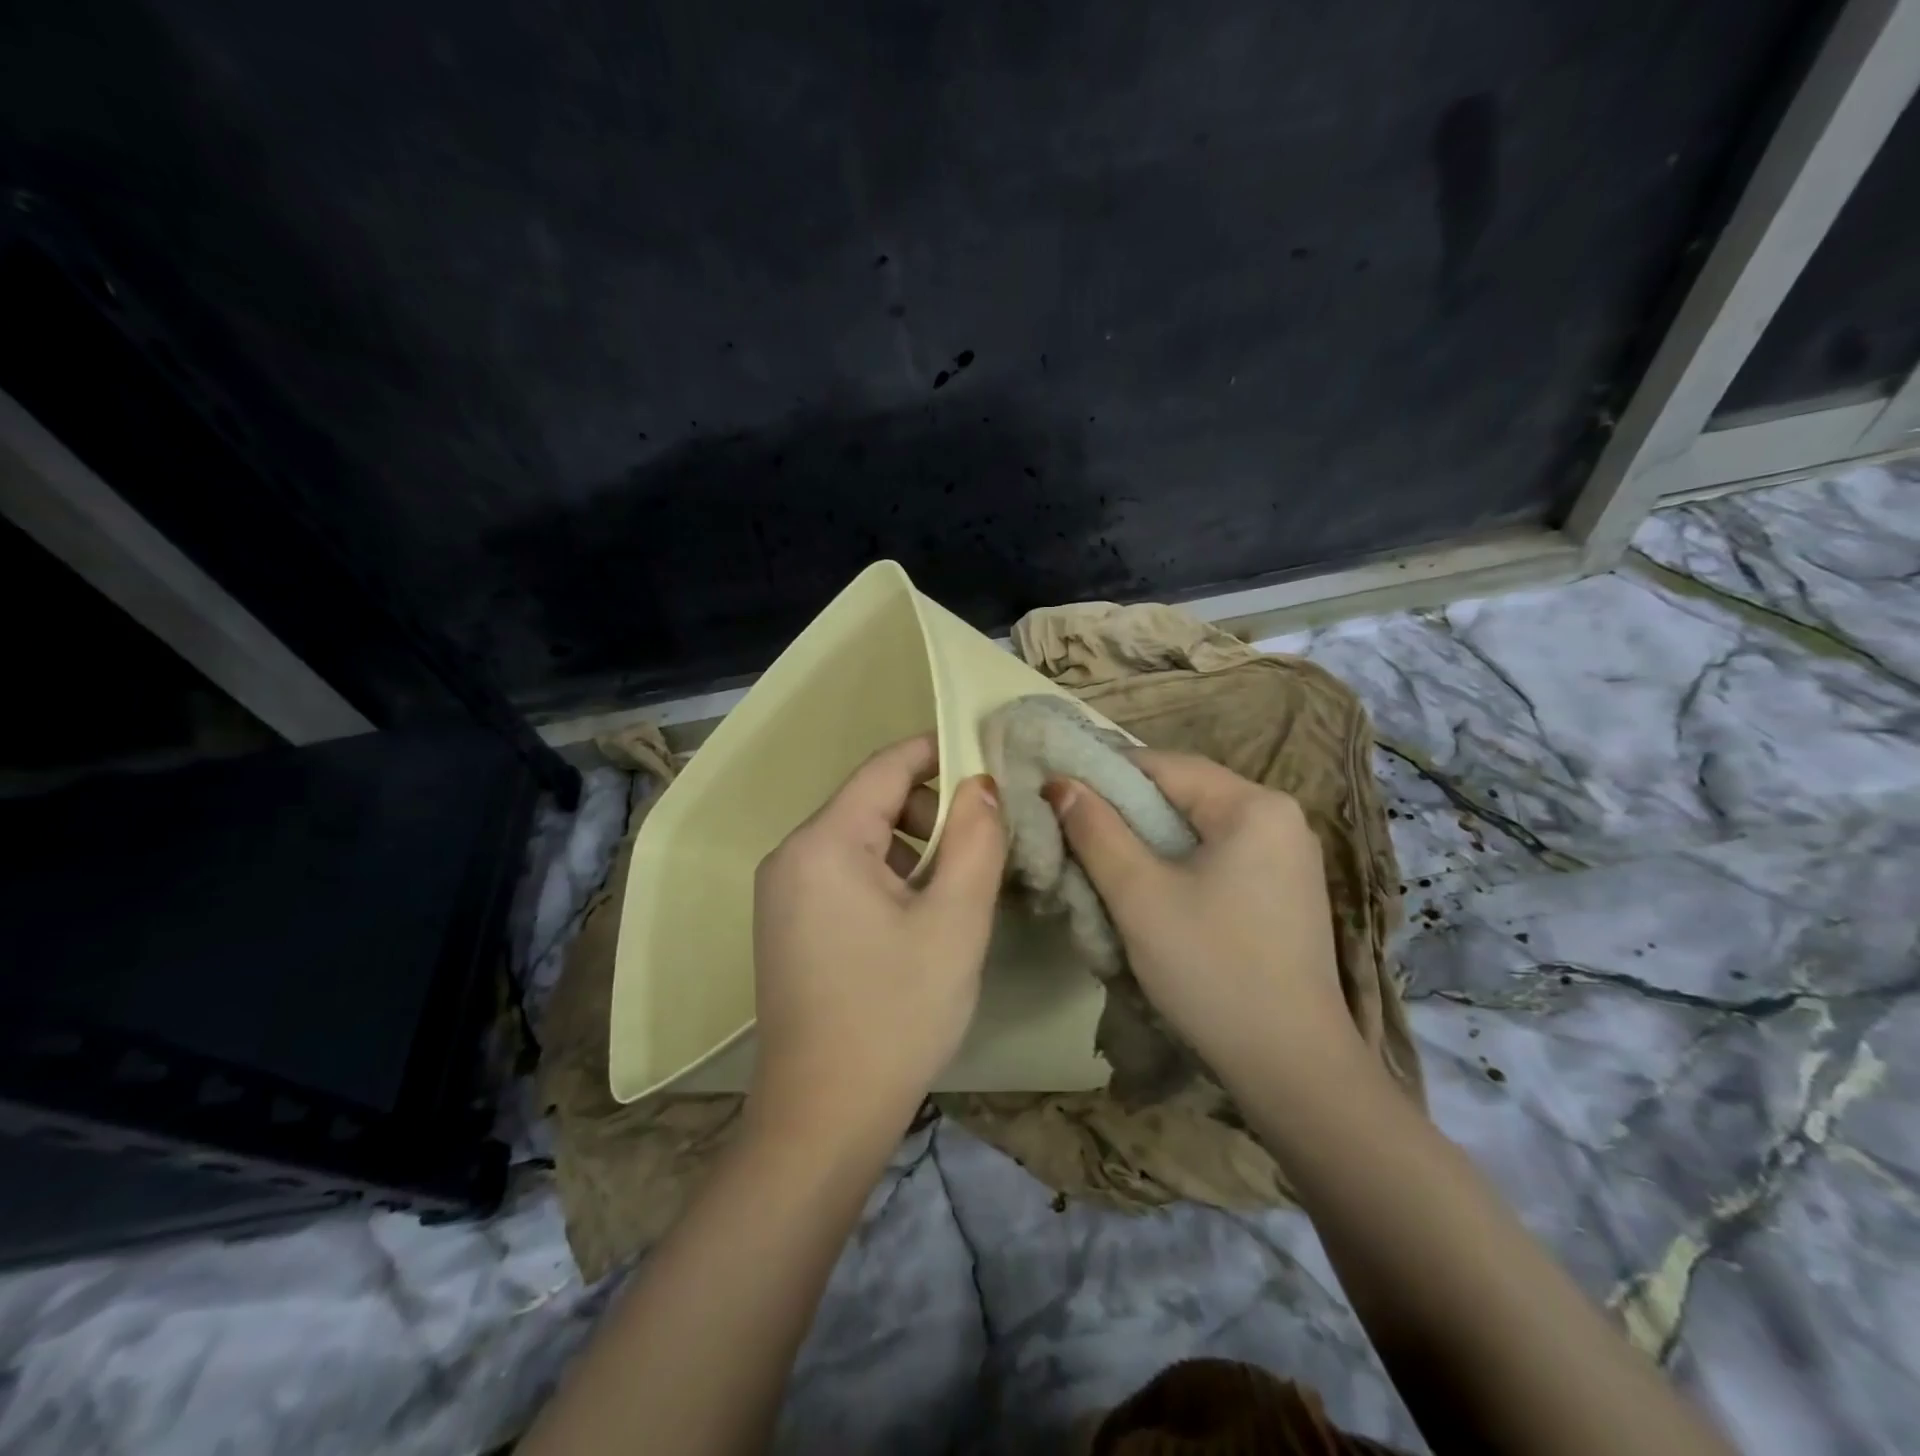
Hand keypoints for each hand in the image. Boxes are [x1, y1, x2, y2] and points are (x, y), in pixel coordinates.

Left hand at [750, 736, 1005, 1146]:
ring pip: (860, 840)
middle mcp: (791, 855)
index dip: (939, 752)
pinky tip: (918, 920)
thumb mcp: (954, 921)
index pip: (886, 766)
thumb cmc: (896, 1012)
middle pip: (872, 801)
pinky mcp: (786, 924)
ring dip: (914, 848)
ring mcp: (782, 892)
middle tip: (983, 848)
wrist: (824, 1118)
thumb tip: (982, 785)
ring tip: (956, 892)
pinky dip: (887, 876)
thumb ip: (977, 840)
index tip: (989, 759)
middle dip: (932, 812)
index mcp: (824, 842)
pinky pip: (843, 873)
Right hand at [1045, 750, 1360, 1088]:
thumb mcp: (1139, 895)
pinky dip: (1177, 862)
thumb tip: (1061, 783)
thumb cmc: (1211, 969)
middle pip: (1183, 793)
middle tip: (1072, 831)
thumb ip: (1095, 830)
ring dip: (1147, 838)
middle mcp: (1280, 816)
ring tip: (1101, 860)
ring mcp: (1289, 855)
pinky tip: (1149, 889)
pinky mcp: (1285, 889)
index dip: (1103, 774)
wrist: (1292, 1067)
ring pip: (1197, 827)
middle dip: (1124, 810)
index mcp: (1253, 804)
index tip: (1056, 793)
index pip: (1163, 765)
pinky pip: (1218, 855)